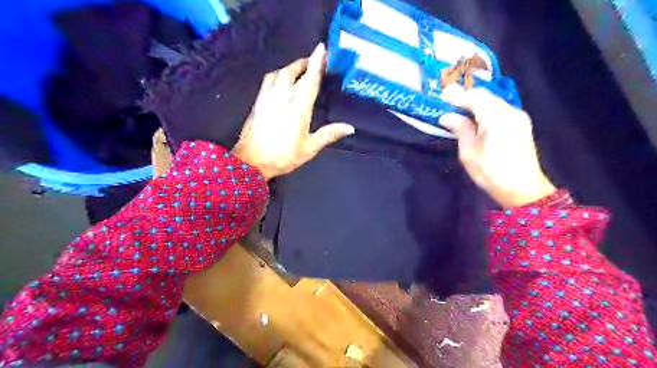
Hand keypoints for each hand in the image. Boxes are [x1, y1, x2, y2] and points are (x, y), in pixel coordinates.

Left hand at [231, 42, 353, 178]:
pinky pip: (268, 81)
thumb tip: (350, 127)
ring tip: (298, 69)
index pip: (310, 80)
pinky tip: (279, 80)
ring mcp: (267, 98)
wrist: (251, 161)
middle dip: (304, 63)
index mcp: (298, 108)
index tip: (322, 48)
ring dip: (290, 67)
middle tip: (313, 60)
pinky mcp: (258, 102)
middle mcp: (282, 97)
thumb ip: (329, 134)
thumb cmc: (283, 156)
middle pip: (293, 72)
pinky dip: (277, 75)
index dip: (316, 62)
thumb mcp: (309, 148)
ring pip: (278, 73)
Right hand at [439, 83, 555, 208]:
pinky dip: (485, 110)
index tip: (441, 96)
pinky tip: (474, 119)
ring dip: (475, 103)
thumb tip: (447, 116)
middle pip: (485, 96)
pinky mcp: (521, 124)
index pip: (475, 97)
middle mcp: (510, 111)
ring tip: (458, 111)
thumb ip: (460, 129)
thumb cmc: (491, 173)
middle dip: (465, 97)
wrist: (523, 190)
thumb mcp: (469, 152)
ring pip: (493, 102)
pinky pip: (499, 110)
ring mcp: (518, 117)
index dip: (457, 95)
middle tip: (447, 104)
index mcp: (497, 118)